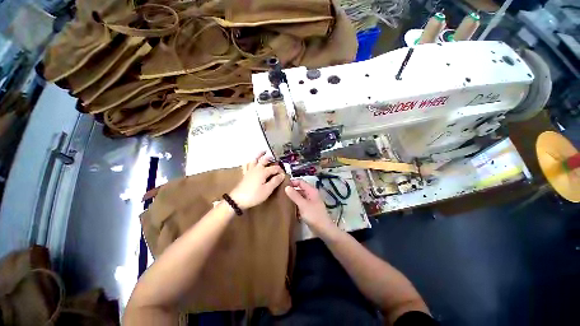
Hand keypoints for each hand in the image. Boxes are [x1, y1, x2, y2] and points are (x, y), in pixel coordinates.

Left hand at [229, 151, 285, 209]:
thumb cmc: (254, 195)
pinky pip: (246, 166)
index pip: (274, 168)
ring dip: (259, 155)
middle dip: (270, 158)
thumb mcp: (267, 190)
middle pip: (264, 160)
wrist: (237, 200)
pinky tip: (249, 162)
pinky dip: (249, 162)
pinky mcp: (245, 175)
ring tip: (263, 151)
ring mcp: (249, 171)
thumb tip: (282, 175)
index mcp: (263, 172)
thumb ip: (275, 181)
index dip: (280, 170)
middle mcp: (256, 169)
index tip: (283, 174)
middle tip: (274, 156)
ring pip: (255, 160)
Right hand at [284, 179, 337, 234]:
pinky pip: (301, 203)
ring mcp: (311, 202)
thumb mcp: (303, 204)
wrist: (323, 230)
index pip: (301, 182)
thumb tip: (286, 187)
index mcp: (311, 190)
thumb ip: (294, 195)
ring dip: (293, 197)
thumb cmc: (313, 215)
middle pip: (300, 188)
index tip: (283, 184)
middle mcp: (311, 194)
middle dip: (292, 189)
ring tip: (283, 198)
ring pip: (300, 196)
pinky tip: (289, 206)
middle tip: (281, 191)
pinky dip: (296, 203)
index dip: (292, 182)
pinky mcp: (309, 209)